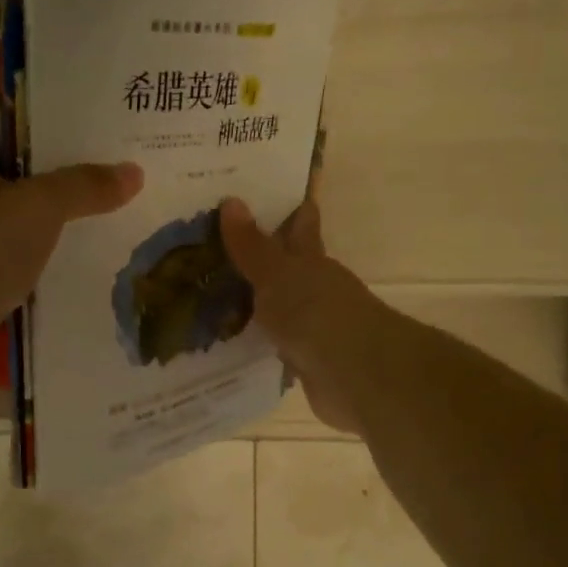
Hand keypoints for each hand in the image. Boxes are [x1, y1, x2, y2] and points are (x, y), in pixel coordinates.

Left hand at [0, 107, 142, 362]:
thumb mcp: (40, 209)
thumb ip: (85, 186)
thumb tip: (134, 172)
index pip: (5, 110)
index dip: (46, 106)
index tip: (90, 111)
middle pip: (13, 157)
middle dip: (58, 158)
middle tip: (107, 155)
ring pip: (13, 200)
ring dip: (50, 201)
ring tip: (100, 197)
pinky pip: (8, 236)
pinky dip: (36, 236)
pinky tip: (71, 243)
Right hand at [220, 193, 379, 433]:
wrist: (354, 374)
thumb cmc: (317, 313)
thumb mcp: (277, 275)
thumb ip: (252, 246)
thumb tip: (230, 200)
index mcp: (311, 260)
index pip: (300, 224)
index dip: (289, 207)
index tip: (268, 192)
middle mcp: (314, 288)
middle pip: (286, 265)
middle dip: (262, 255)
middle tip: (220, 244)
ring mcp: (311, 324)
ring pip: (278, 304)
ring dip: (256, 299)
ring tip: (213, 293)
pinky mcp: (304, 359)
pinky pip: (273, 342)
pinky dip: (257, 338)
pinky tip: (232, 339)